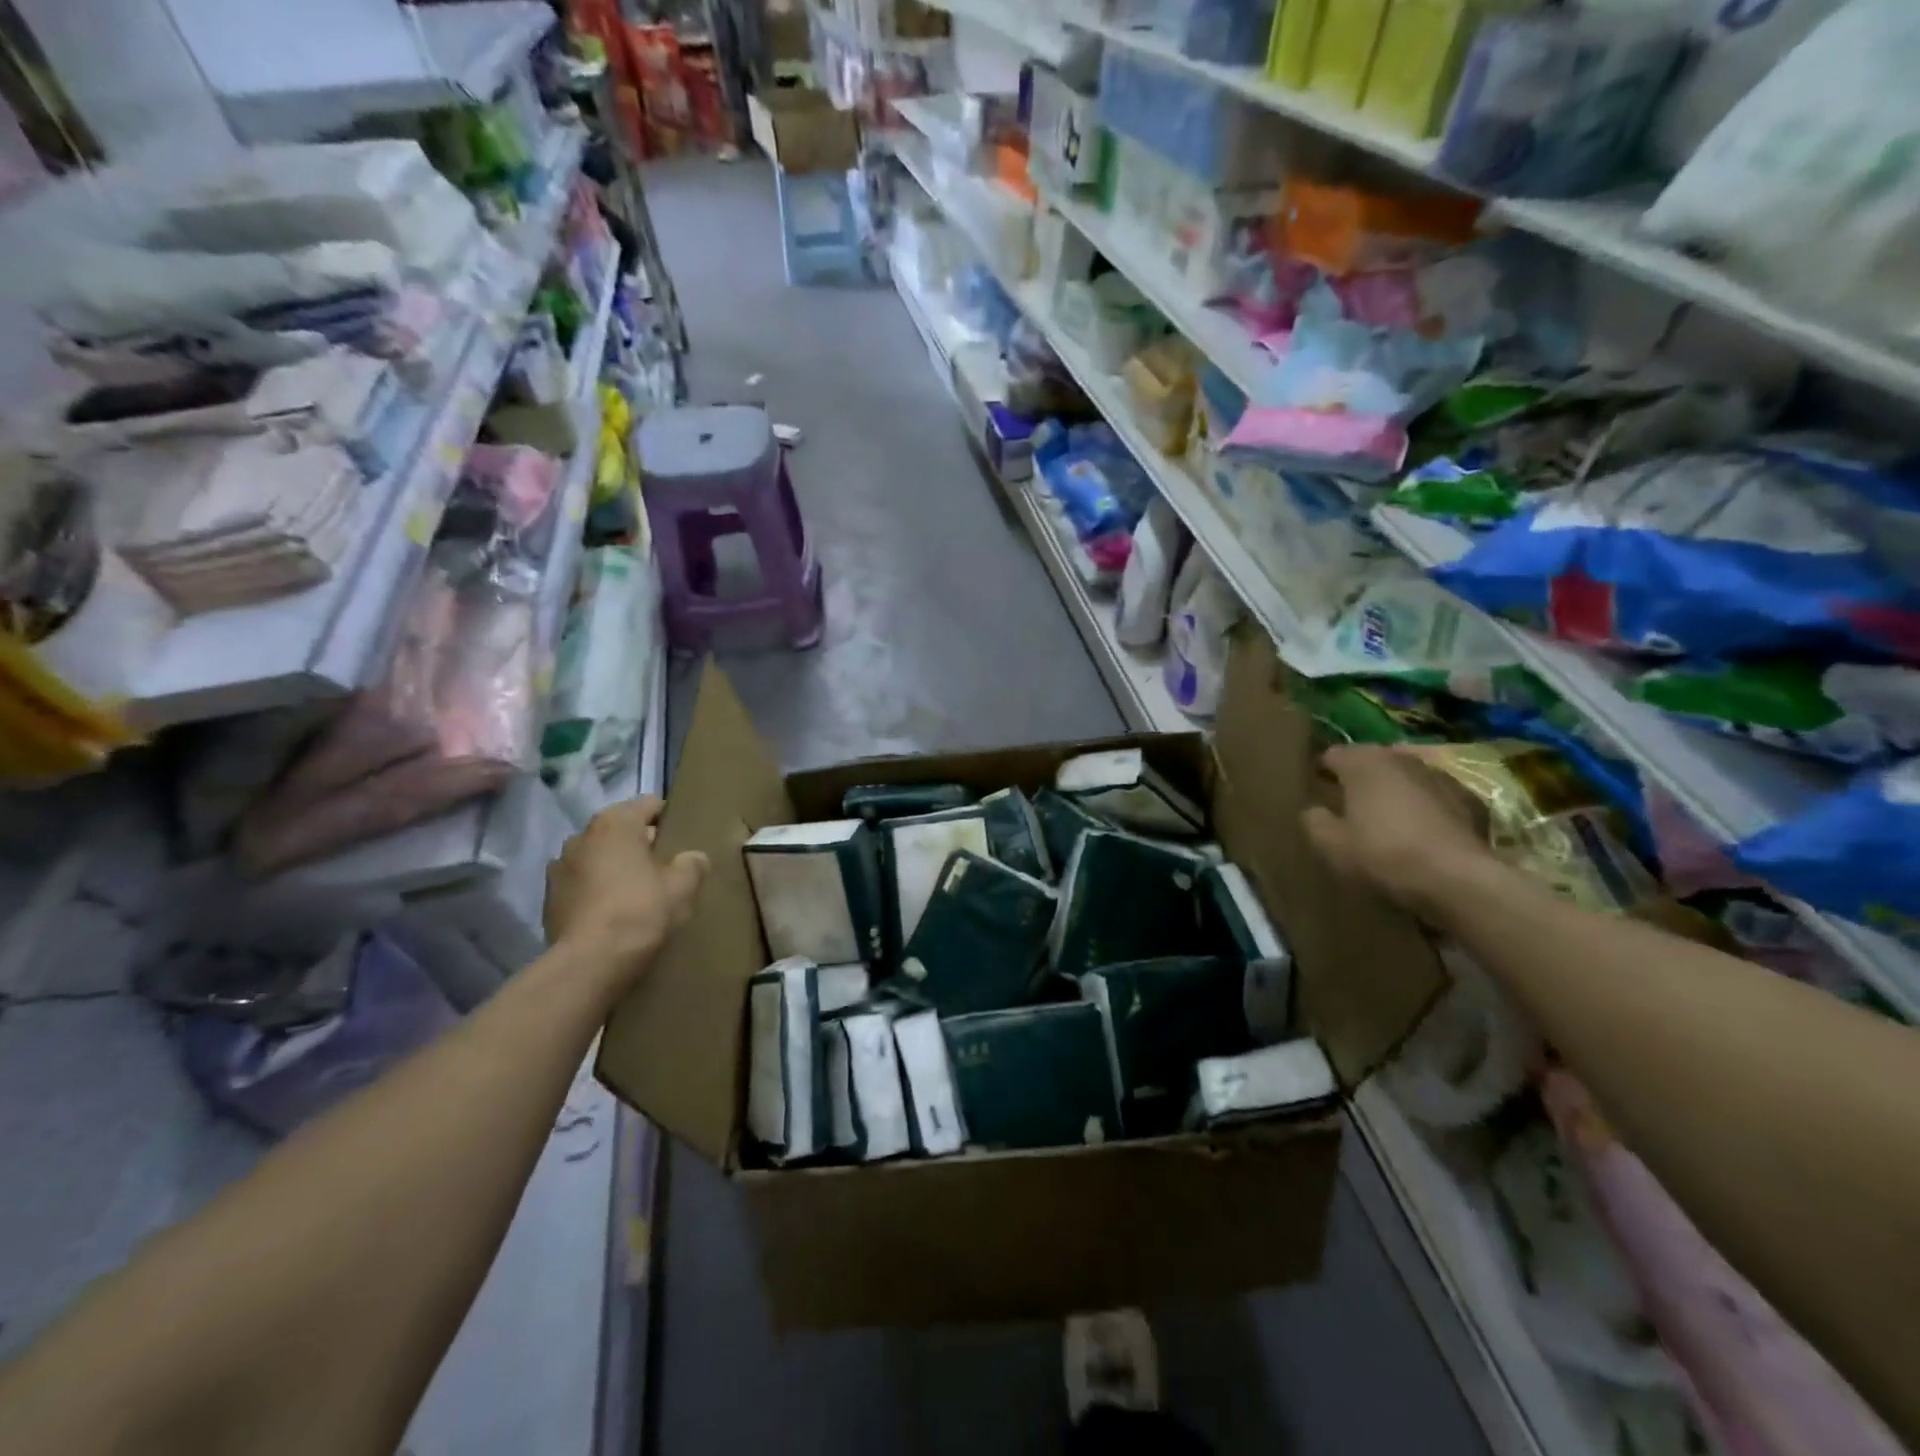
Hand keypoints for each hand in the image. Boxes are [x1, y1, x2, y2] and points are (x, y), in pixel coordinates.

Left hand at [545, 796, 708, 989]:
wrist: (590, 963)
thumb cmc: (640, 911)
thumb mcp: (683, 887)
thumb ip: (692, 864)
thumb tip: (693, 858)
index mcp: (615, 823)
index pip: (649, 804)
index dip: (669, 818)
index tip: (682, 839)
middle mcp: (581, 836)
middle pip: (621, 830)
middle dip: (641, 844)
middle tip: (665, 868)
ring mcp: (559, 867)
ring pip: (598, 857)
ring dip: (615, 866)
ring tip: (637, 891)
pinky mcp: (549, 898)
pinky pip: (582, 883)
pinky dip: (597, 889)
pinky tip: (614, 912)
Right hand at [1302, 744, 1495, 920]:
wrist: (1459, 879)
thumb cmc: (1383, 854)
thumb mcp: (1331, 845)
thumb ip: (1314, 821)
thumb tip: (1314, 810)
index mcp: (1363, 762)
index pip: (1331, 755)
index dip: (1320, 774)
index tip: (1316, 795)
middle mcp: (1400, 758)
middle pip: (1370, 762)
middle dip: (1358, 780)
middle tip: (1347, 809)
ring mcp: (1439, 776)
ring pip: (1403, 778)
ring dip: (1392, 792)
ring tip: (1385, 821)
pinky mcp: (1469, 798)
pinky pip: (1432, 797)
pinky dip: (1422, 808)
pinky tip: (1419, 834)